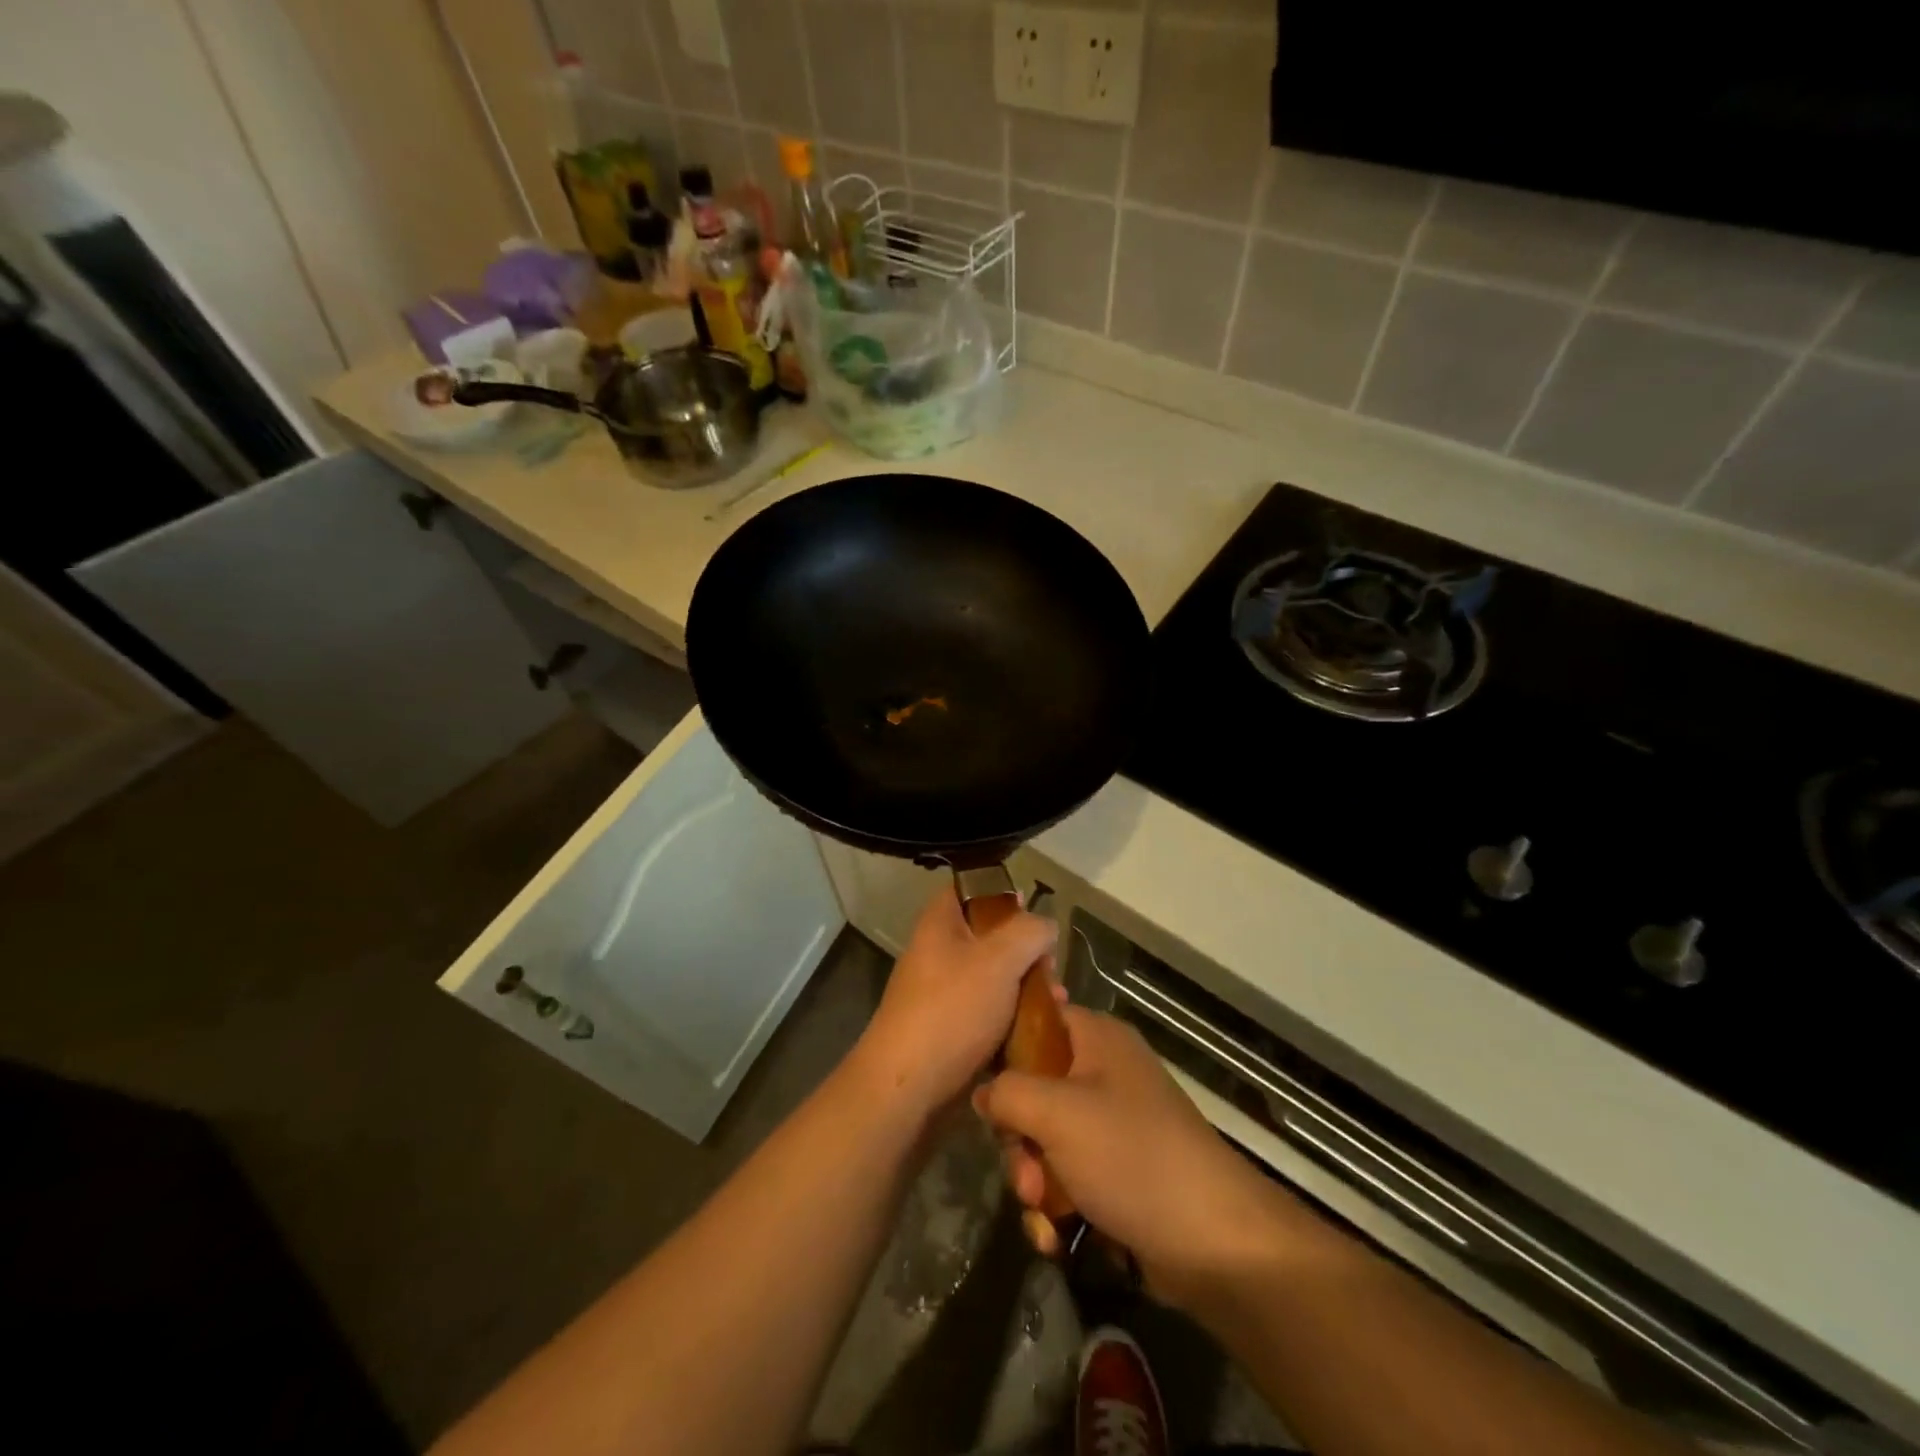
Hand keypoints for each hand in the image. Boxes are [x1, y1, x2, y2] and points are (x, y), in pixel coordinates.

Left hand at [845, 887, 1056, 1122]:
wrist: (908, 1087)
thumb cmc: (952, 1010)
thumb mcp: (999, 959)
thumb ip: (1029, 932)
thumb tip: (1045, 926)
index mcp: (940, 923)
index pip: (969, 888)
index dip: (1002, 893)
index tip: (1033, 910)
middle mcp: (938, 952)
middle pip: (989, 936)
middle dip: (1026, 950)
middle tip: (1051, 967)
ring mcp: (943, 993)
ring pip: (994, 977)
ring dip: (1027, 987)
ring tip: (1057, 1002)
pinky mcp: (951, 1030)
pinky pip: (990, 1013)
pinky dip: (1014, 1018)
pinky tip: (1041, 1030)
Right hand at [974, 1007, 1309, 1308]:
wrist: (1213, 1243)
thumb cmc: (1131, 1155)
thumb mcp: (1056, 1112)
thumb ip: (1006, 1091)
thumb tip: (982, 1091)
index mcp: (1097, 1039)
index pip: (1036, 1019)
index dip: (1004, 1047)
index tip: (982, 1084)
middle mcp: (1104, 1074)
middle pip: (1033, 1089)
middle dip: (1020, 1139)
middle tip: (1026, 1172)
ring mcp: (1112, 1126)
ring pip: (1045, 1141)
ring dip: (1034, 1181)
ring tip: (1045, 1212)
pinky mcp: (1117, 1174)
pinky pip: (1067, 1178)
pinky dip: (1056, 1207)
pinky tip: (1057, 1237)